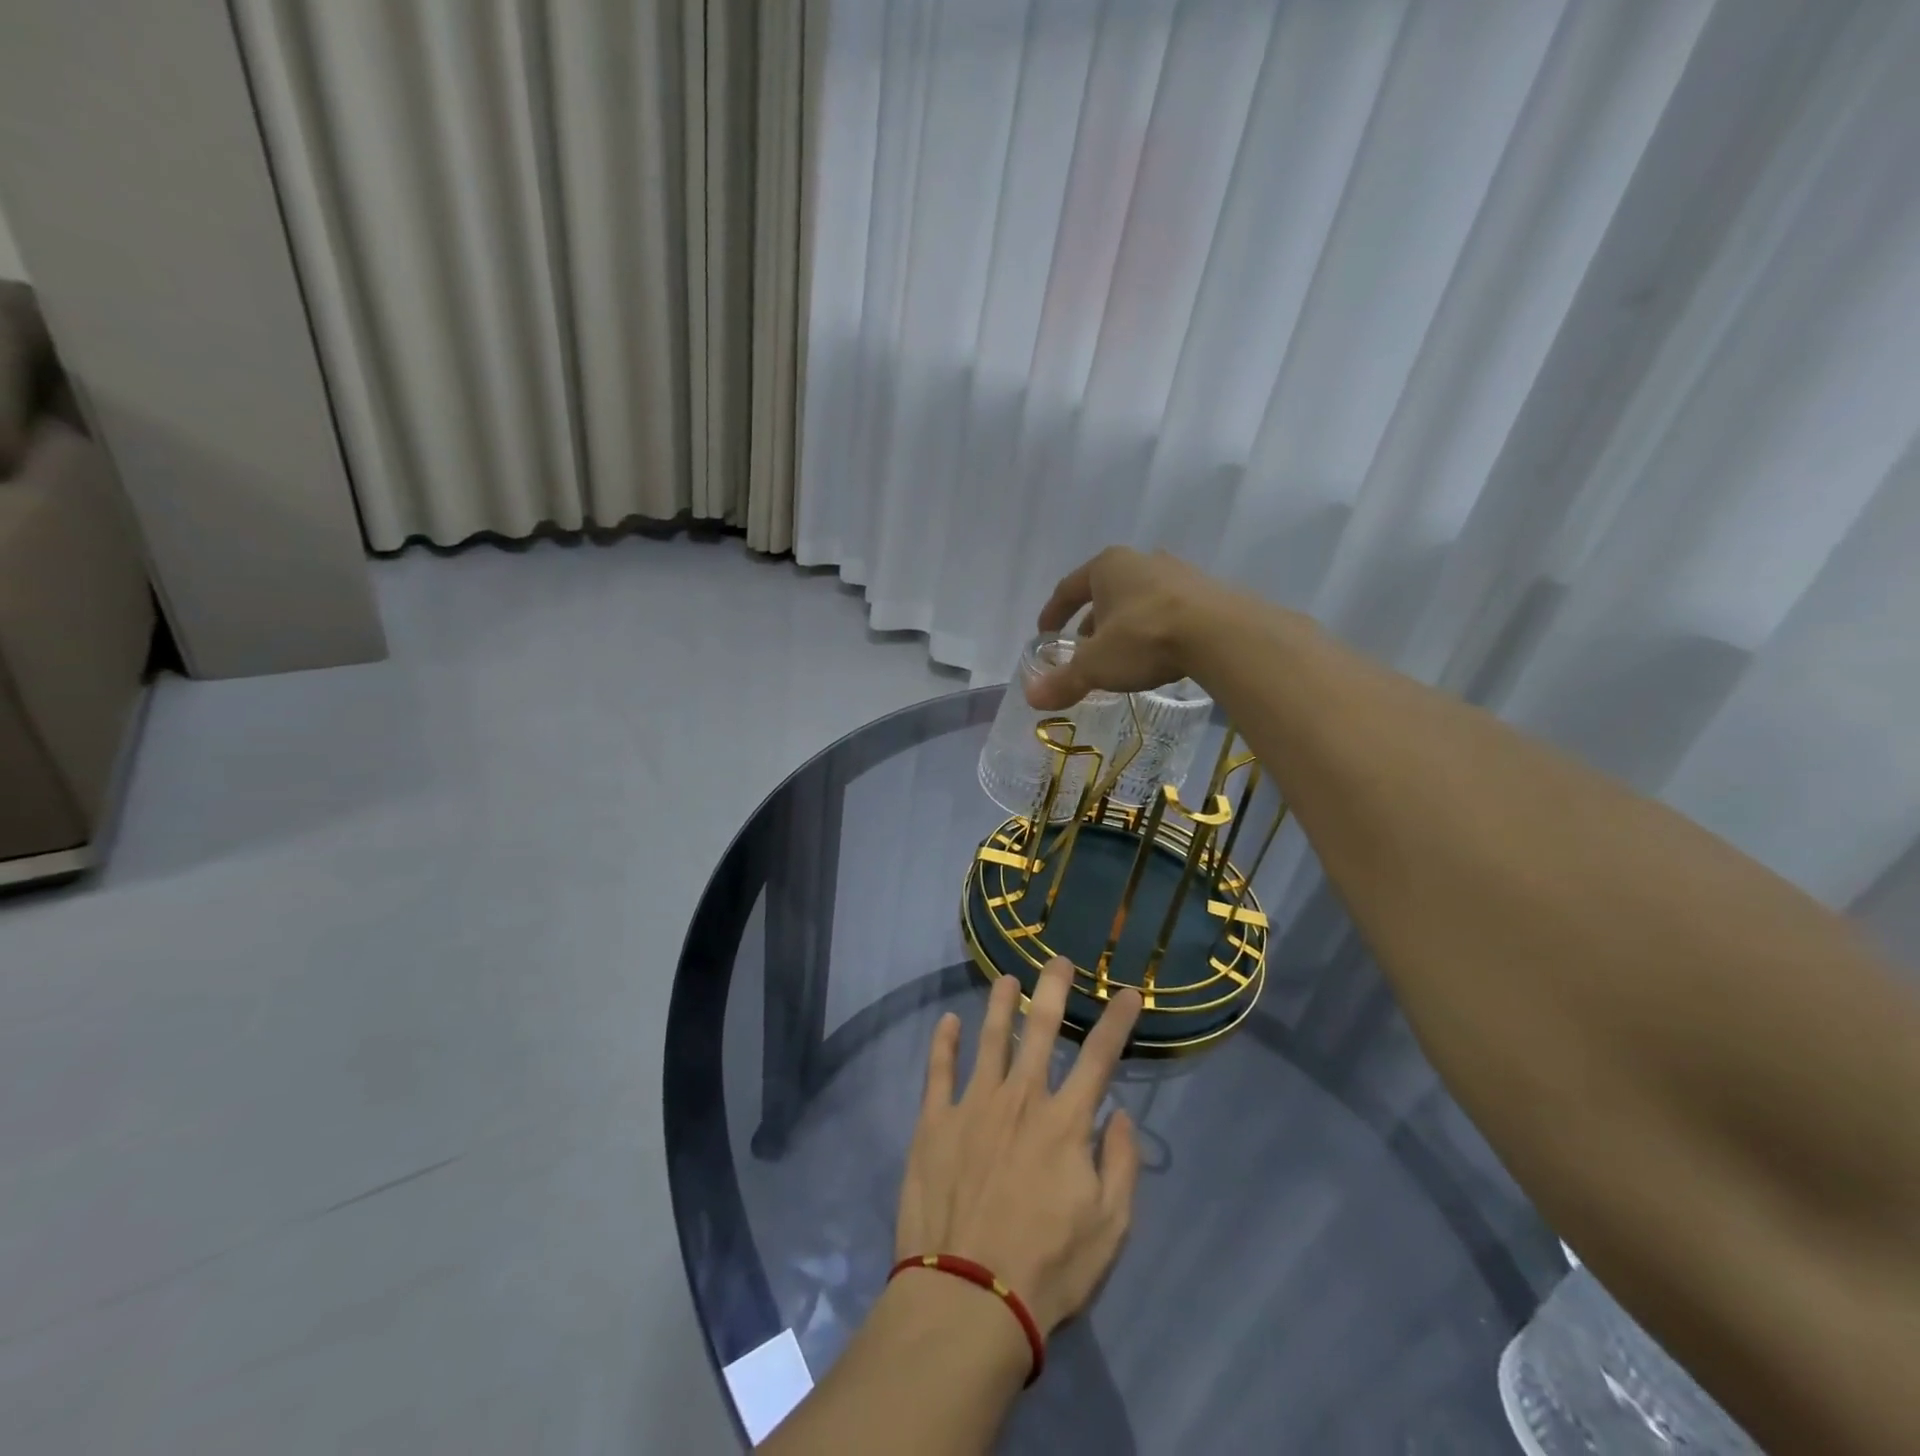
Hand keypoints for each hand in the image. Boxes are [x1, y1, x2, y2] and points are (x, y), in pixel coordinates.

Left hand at [895, 959, 1143, 1334]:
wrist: (968, 1296)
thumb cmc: (1048, 1267)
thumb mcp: (1110, 1228)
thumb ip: (1122, 1165)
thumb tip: (1122, 1115)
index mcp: (1066, 1121)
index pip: (1100, 1056)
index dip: (1117, 1020)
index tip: (1128, 991)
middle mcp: (1021, 1098)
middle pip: (1041, 1029)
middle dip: (1054, 989)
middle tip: (1059, 961)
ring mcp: (974, 1104)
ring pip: (990, 1038)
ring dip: (1000, 1004)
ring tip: (1006, 978)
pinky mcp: (935, 1121)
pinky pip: (939, 1070)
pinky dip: (944, 1043)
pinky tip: (948, 1021)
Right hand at [1026, 546, 1224, 709]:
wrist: (1221, 633)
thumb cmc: (1144, 638)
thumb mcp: (1097, 665)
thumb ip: (1064, 680)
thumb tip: (1032, 697)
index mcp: (1107, 566)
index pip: (1068, 588)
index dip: (1053, 612)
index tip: (1045, 633)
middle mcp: (1141, 561)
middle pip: (1106, 591)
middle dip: (1092, 620)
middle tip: (1083, 648)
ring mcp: (1178, 573)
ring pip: (1138, 600)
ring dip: (1124, 624)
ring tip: (1121, 654)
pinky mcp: (1207, 592)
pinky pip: (1168, 610)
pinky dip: (1154, 629)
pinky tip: (1158, 653)